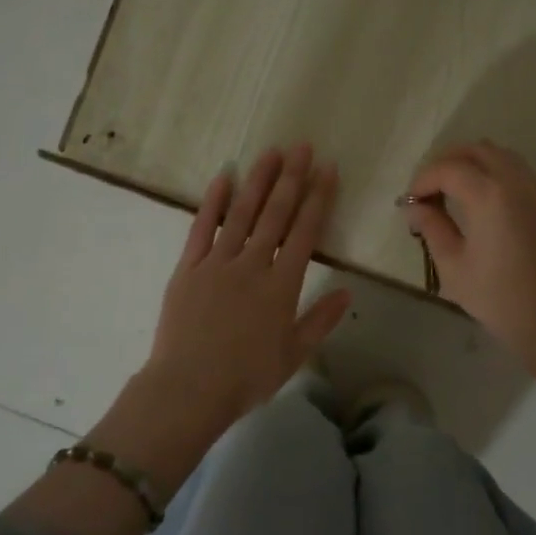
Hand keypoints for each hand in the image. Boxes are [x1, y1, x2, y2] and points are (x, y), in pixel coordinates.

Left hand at [144, 144, 351, 425]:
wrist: (190, 387)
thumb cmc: (247, 377)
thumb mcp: (293, 354)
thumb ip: (320, 320)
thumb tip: (347, 291)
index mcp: (281, 285)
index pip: (305, 232)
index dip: (318, 199)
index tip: (327, 170)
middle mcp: (252, 264)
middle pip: (275, 214)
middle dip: (291, 178)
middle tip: (302, 147)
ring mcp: (217, 262)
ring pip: (241, 213)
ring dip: (257, 181)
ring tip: (270, 152)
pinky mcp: (188, 268)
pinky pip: (202, 228)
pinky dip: (213, 202)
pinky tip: (223, 178)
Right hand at [405, 141, 535, 364]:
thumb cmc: (499, 298)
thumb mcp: (453, 267)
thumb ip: (432, 228)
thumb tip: (416, 208)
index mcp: (489, 195)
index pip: (448, 169)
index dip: (423, 180)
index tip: (410, 203)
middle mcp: (516, 182)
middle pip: (477, 150)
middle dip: (447, 163)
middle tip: (428, 191)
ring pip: (501, 156)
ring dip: (472, 164)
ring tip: (453, 193)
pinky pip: (518, 172)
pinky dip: (494, 174)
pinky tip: (482, 204)